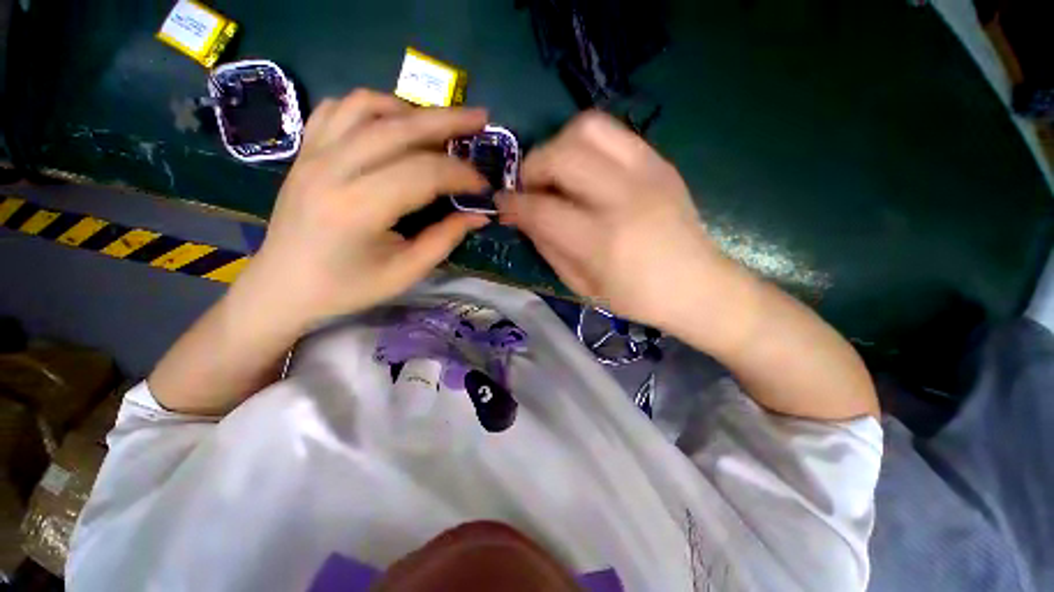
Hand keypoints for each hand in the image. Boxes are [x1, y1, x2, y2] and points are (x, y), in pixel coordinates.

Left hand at [241, 90, 490, 326]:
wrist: (283, 286)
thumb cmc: (347, 288)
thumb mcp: (405, 273)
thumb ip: (445, 239)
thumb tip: (478, 215)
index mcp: (359, 208)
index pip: (424, 173)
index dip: (461, 175)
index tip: (483, 185)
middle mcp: (333, 170)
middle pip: (400, 128)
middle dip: (448, 121)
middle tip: (481, 119)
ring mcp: (313, 154)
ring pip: (368, 107)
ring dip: (412, 111)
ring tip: (439, 126)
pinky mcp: (305, 151)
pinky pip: (340, 109)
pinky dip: (373, 107)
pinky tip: (393, 124)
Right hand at [497, 112, 730, 328]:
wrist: (697, 284)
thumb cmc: (636, 296)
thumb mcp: (581, 285)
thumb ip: (547, 246)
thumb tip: (522, 216)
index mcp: (602, 241)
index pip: (541, 209)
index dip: (513, 204)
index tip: (503, 205)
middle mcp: (623, 198)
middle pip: (560, 155)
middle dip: (531, 167)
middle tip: (530, 187)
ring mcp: (646, 173)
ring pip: (586, 127)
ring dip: (558, 145)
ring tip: (557, 173)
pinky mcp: (659, 161)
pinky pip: (613, 132)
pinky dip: (586, 144)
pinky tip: (585, 169)